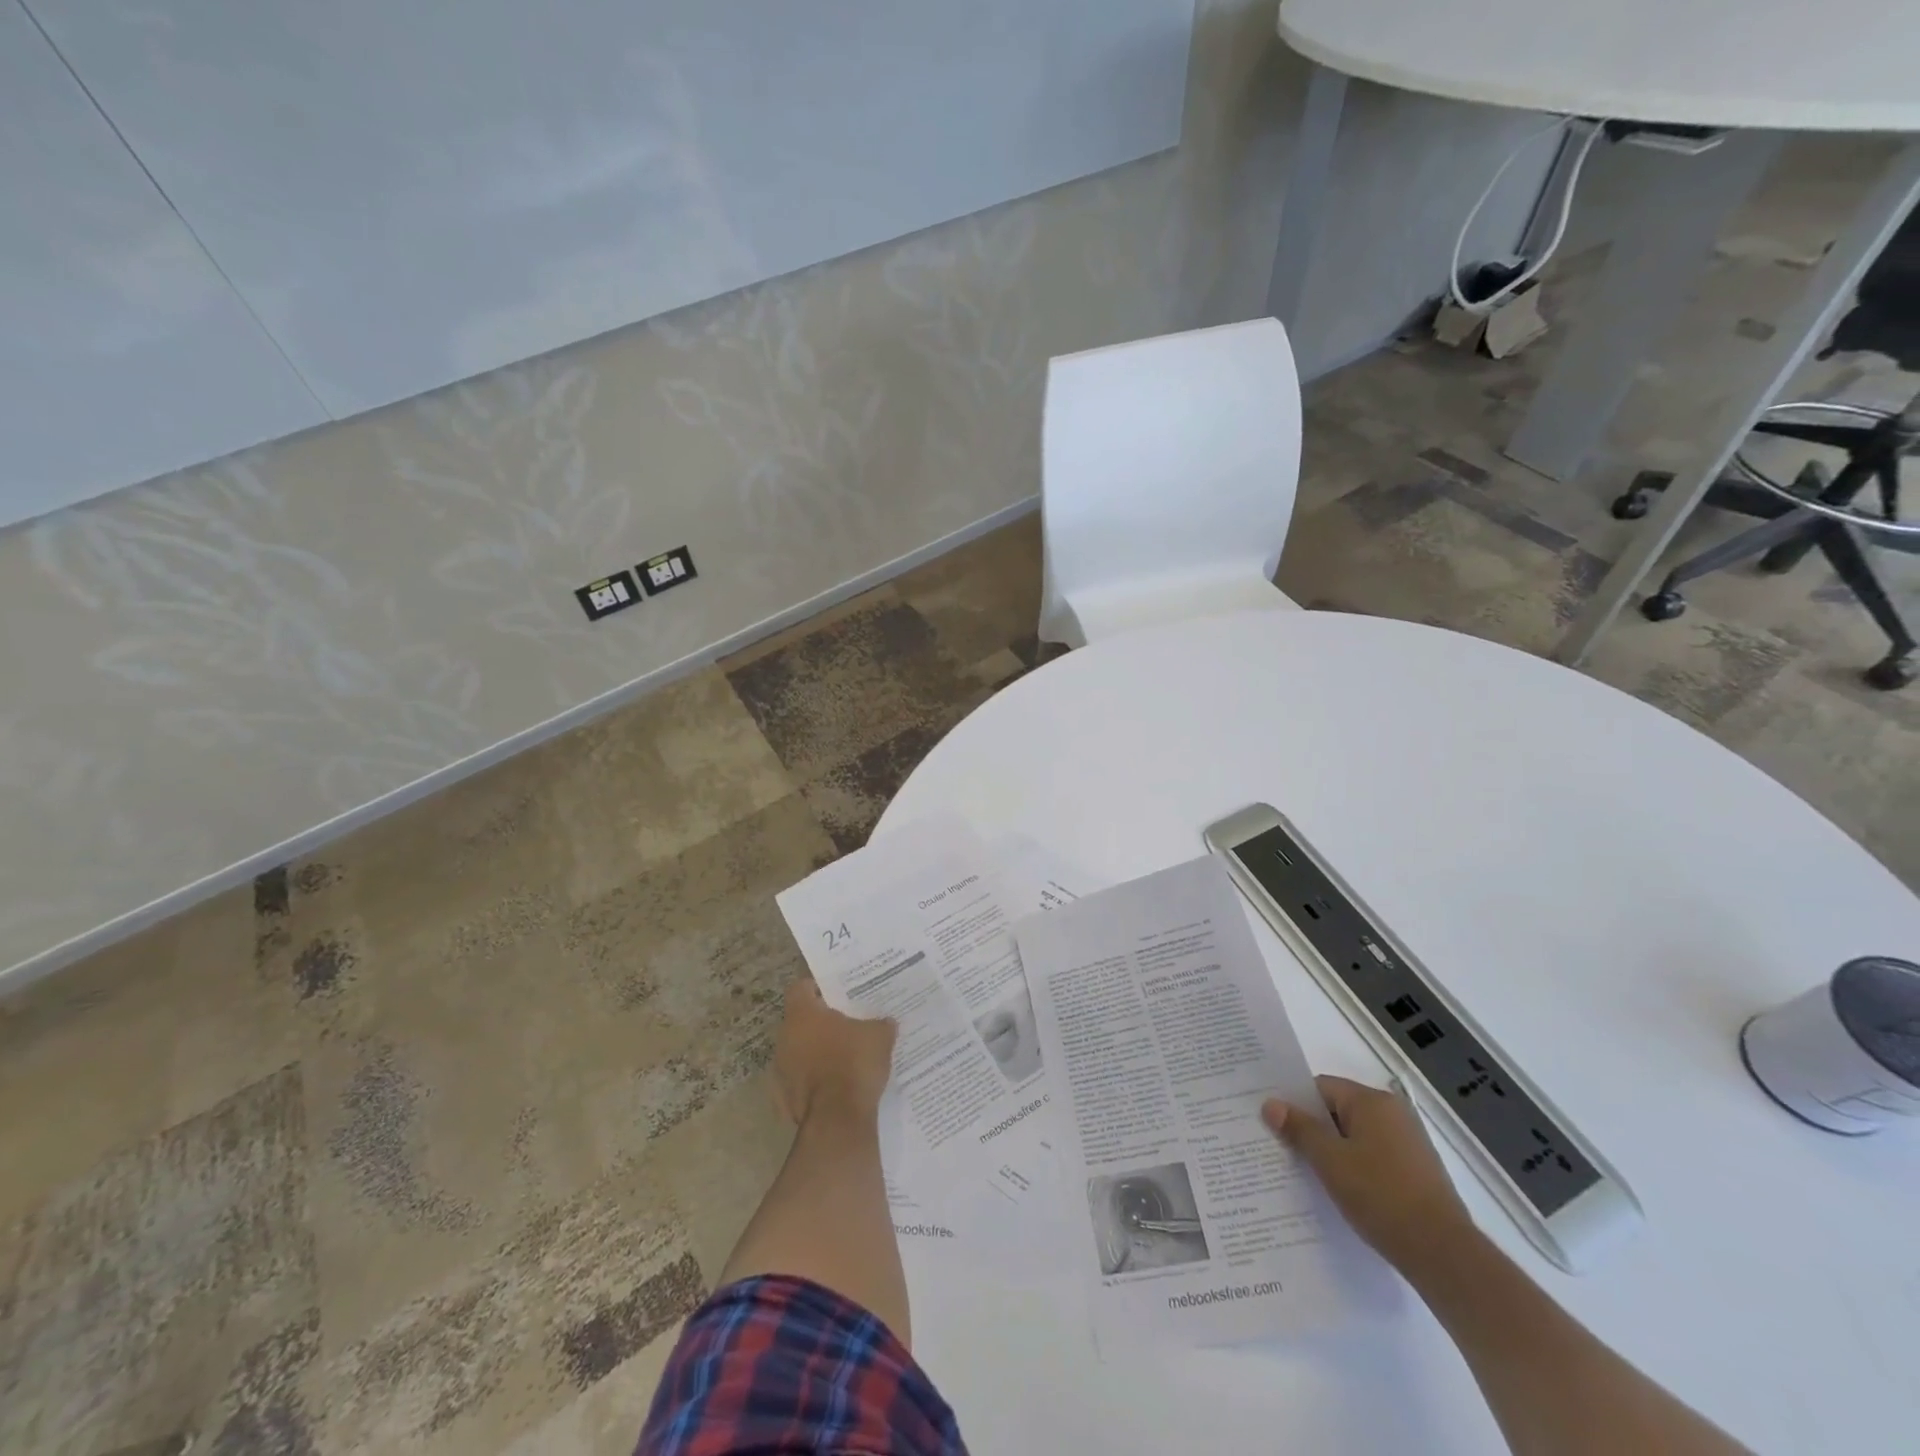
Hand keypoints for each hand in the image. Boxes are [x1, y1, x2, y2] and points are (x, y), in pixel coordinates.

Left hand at [772, 980, 896, 1124]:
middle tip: (846, 1024)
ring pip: (798, 1052)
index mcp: (802, 1014)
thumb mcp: (879, 1036)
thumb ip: (880, 1024)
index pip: (800, 987)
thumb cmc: (854, 1064)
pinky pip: (800, 1082)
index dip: (817, 988)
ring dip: (815, 1053)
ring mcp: (781, 1070)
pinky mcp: (783, 1099)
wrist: (837, 1119)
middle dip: (820, 1023)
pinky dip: (813, 1083)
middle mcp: (785, 1037)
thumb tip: (886, 1022)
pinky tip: (835, 1088)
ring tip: (843, 1057)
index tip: (835, 992)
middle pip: (800, 1021)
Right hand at [1263, 1075, 1476, 1273]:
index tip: (1275, 1124)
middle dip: (1313, 1129)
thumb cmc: (1380, 1196)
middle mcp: (1394, 1113)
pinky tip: (1343, 1190)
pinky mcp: (1418, 1171)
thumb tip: (1270, 1104)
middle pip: (1339, 1110)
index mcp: (1372, 1101)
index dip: (1296, 1104)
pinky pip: (1374, 1157)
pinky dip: (1356, 1167)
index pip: (1321, 1088)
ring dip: (1334, 1150)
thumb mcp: (1329, 1161)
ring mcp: (1410, 1143)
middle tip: (1284, 1148)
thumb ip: (1298, 1128)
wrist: (1444, 1254)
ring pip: (1356, 1136)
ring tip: (1309, 1173)